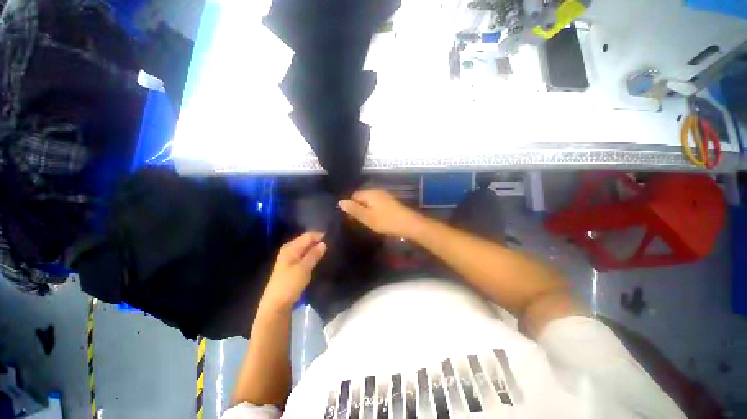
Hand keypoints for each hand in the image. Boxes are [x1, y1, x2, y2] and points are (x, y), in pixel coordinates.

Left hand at [262, 232, 326, 309]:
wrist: (276, 304)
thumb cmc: (290, 284)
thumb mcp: (304, 268)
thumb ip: (314, 254)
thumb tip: (324, 243)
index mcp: (291, 247)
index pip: (308, 236)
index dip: (320, 236)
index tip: (333, 239)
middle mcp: (290, 249)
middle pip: (307, 241)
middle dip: (319, 242)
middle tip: (333, 245)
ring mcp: (290, 258)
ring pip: (306, 249)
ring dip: (316, 250)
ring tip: (329, 251)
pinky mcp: (293, 266)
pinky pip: (305, 256)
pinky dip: (312, 256)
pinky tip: (320, 259)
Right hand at [339, 189, 423, 237]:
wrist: (409, 224)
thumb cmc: (386, 221)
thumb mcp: (367, 217)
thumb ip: (353, 209)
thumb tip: (340, 201)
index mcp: (370, 193)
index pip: (353, 196)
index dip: (350, 207)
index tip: (351, 219)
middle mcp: (376, 191)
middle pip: (361, 198)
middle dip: (358, 209)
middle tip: (358, 222)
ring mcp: (384, 196)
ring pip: (369, 202)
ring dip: (366, 211)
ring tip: (366, 222)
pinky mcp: (389, 202)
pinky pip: (376, 204)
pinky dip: (373, 211)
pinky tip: (376, 220)